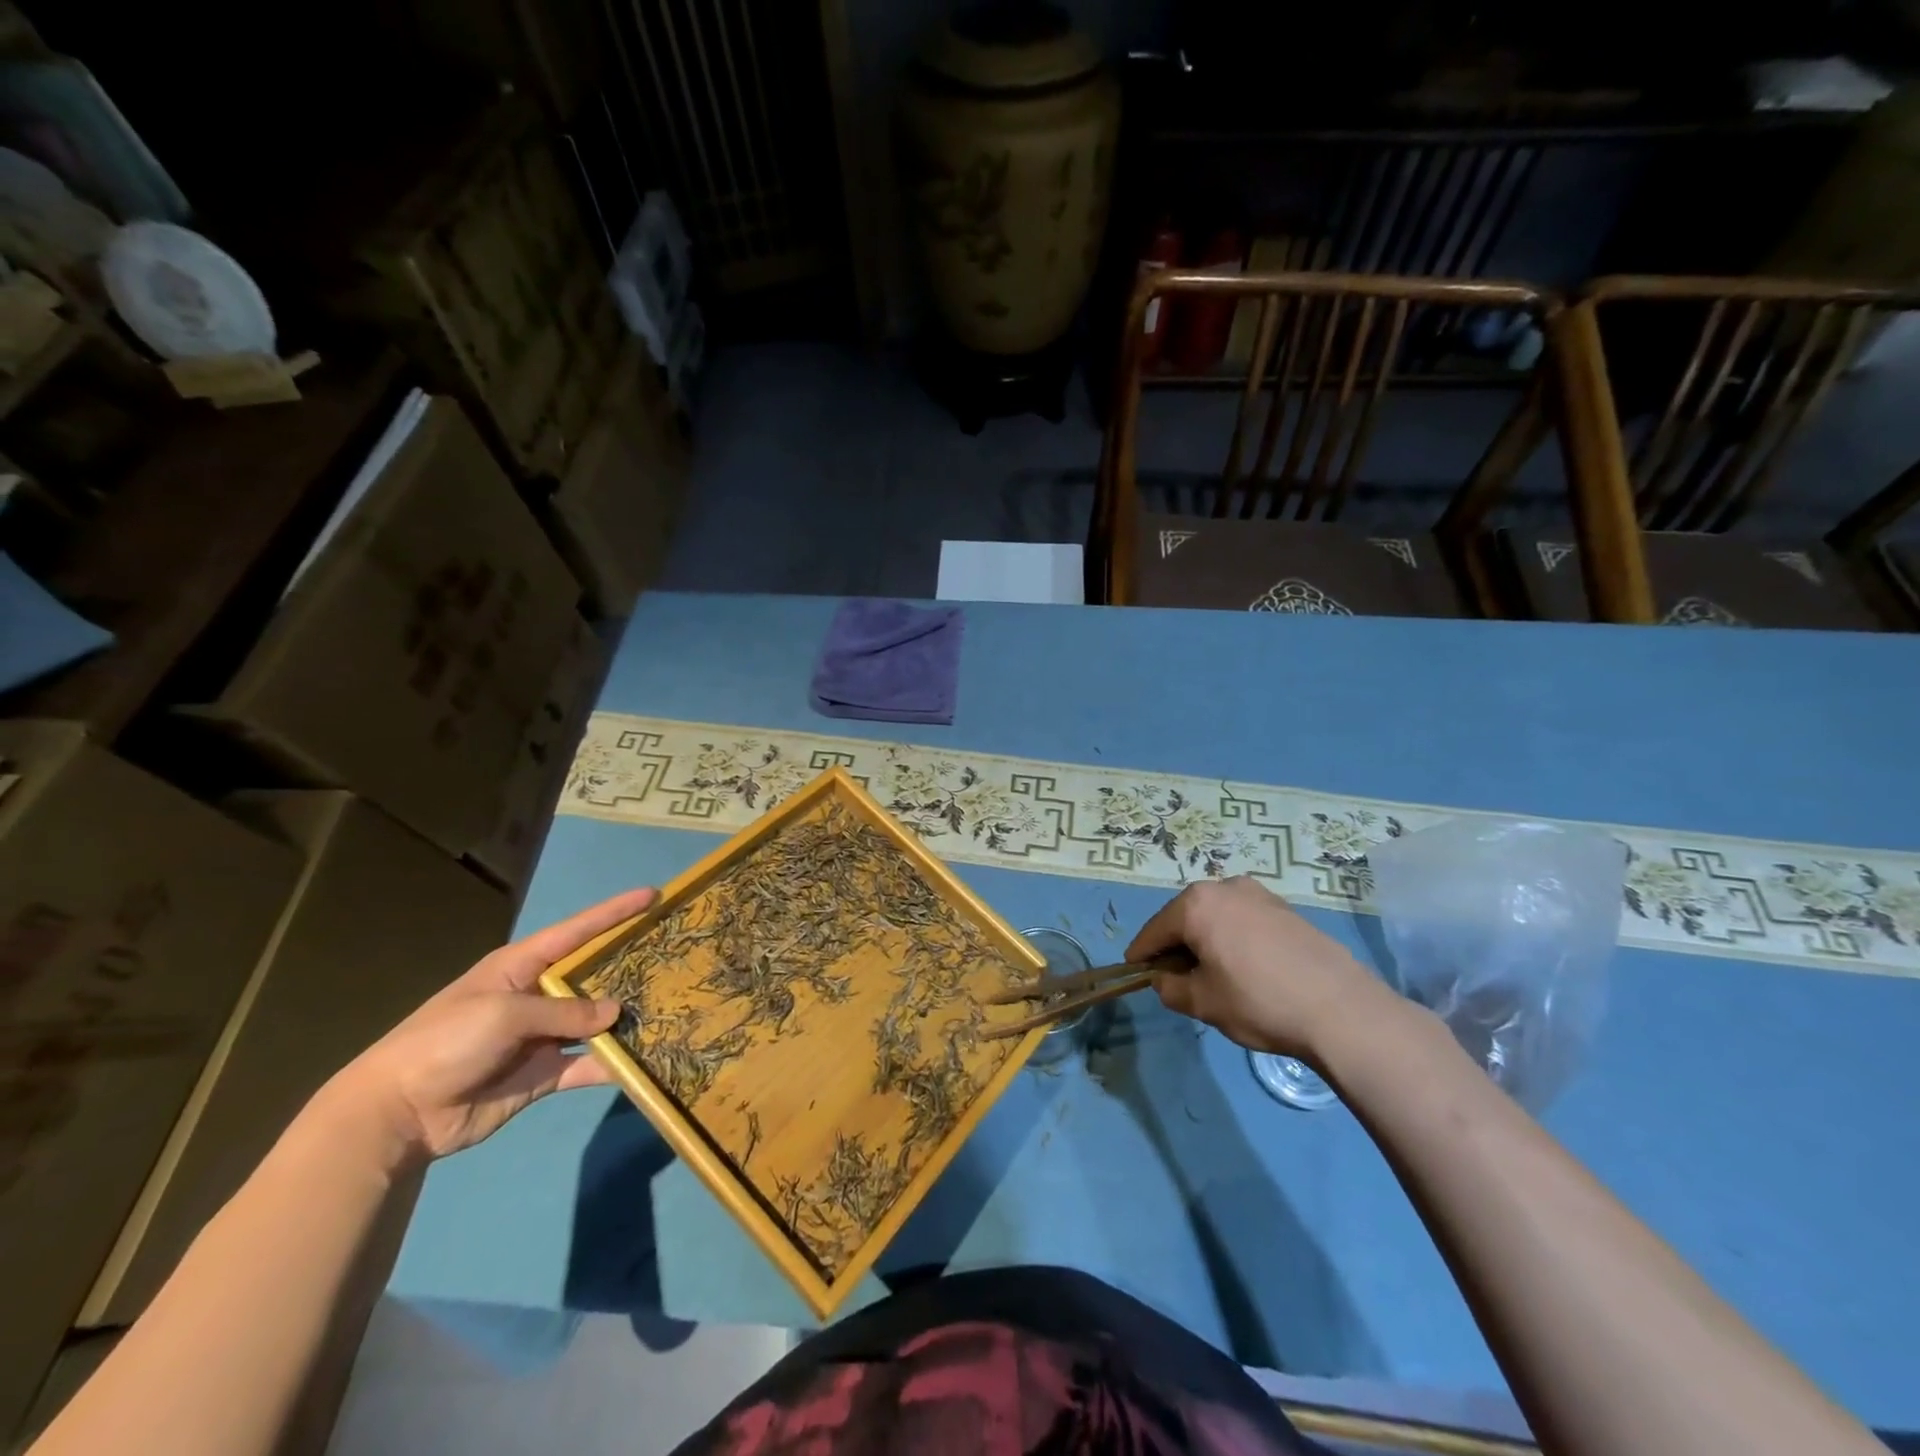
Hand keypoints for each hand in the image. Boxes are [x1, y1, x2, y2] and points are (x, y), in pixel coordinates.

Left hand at [325, 887, 656, 1161]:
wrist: (397, 1114)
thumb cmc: (446, 1042)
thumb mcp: (504, 1014)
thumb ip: (564, 1013)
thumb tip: (616, 1014)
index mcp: (522, 966)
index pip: (578, 931)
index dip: (615, 912)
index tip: (653, 895)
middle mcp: (538, 995)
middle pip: (594, 975)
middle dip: (630, 964)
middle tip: (674, 955)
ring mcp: (542, 1036)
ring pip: (597, 1021)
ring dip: (627, 1018)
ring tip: (671, 1007)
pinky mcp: (544, 1074)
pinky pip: (587, 1064)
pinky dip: (612, 1065)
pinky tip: (644, 1062)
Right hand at [1127, 876, 1390, 1059]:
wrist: (1341, 1009)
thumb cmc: (1259, 1002)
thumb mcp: (1202, 1002)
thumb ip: (1170, 988)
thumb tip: (1165, 979)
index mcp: (1197, 904)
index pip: (1155, 930)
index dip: (1142, 954)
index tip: (1135, 972)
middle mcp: (1225, 887)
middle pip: (1185, 917)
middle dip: (1176, 945)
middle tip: (1175, 978)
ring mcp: (1259, 894)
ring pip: (1216, 917)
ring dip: (1206, 940)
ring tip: (1213, 974)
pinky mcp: (1286, 909)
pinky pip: (1243, 920)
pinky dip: (1233, 938)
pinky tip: (1245, 968)